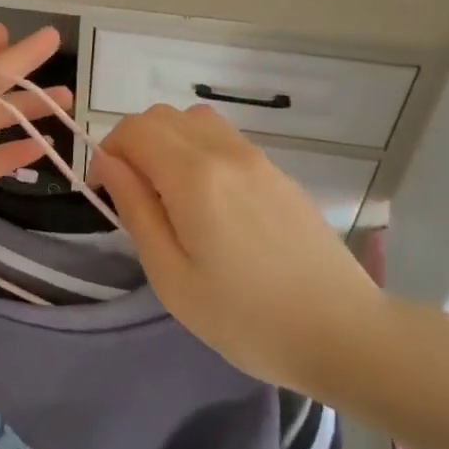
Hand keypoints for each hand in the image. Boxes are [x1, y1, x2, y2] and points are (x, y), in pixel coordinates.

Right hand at [90, 104, 377, 393]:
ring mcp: (258, 159)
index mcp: (194, 176)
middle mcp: (226, 152)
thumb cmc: (246, 318)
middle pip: (163, 116)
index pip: (134, 129)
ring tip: (169, 195)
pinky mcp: (279, 173)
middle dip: (134, 144)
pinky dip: (200, 151)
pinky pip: (226, 140)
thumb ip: (135, 209)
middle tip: (135, 197)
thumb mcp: (171, 276)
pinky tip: (210, 202)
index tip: (105, 194)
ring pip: (196, 120)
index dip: (108, 152)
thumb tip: (108, 162)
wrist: (342, 333)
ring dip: (168, 143)